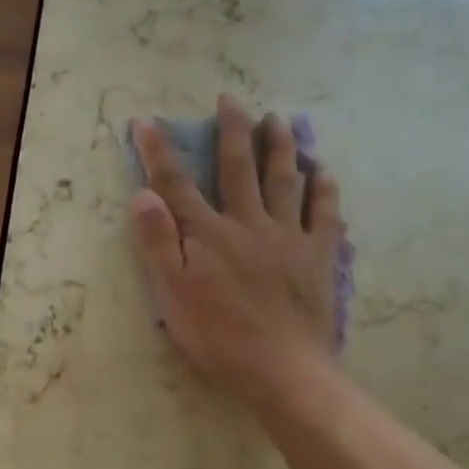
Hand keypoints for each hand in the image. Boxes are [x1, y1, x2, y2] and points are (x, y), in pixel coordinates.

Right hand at [131, 94, 346, 410]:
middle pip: (238, 169)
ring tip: (279, 120)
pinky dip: (323, 189)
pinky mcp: (318, 256)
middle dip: (232, 132)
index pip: (176, 185)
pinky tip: (323, 173)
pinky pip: (324, 213)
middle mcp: (248, 224)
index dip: (158, 152)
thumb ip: (159, 243)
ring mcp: (288, 237)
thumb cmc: (218, 337)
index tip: (145, 122)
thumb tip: (144, 194)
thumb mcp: (173, 294)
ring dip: (280, 147)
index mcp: (208, 235)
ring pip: (284, 181)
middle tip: (231, 101)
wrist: (281, 368)